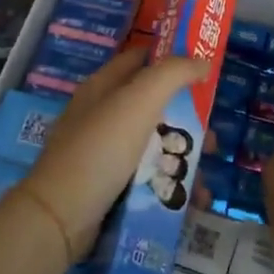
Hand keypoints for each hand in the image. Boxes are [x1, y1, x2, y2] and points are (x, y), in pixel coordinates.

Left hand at [18, 48, 206, 260]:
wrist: (60, 216)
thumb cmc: (102, 148)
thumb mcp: (140, 100)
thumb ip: (174, 73)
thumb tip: (203, 61)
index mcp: (104, 86)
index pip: (141, 58)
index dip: (172, 58)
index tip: (206, 72)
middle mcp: (103, 114)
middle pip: (154, 106)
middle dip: (188, 121)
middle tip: (213, 139)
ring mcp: (104, 152)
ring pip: (154, 145)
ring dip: (183, 158)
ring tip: (205, 179)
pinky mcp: (108, 186)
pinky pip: (147, 178)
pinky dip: (170, 185)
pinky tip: (191, 200)